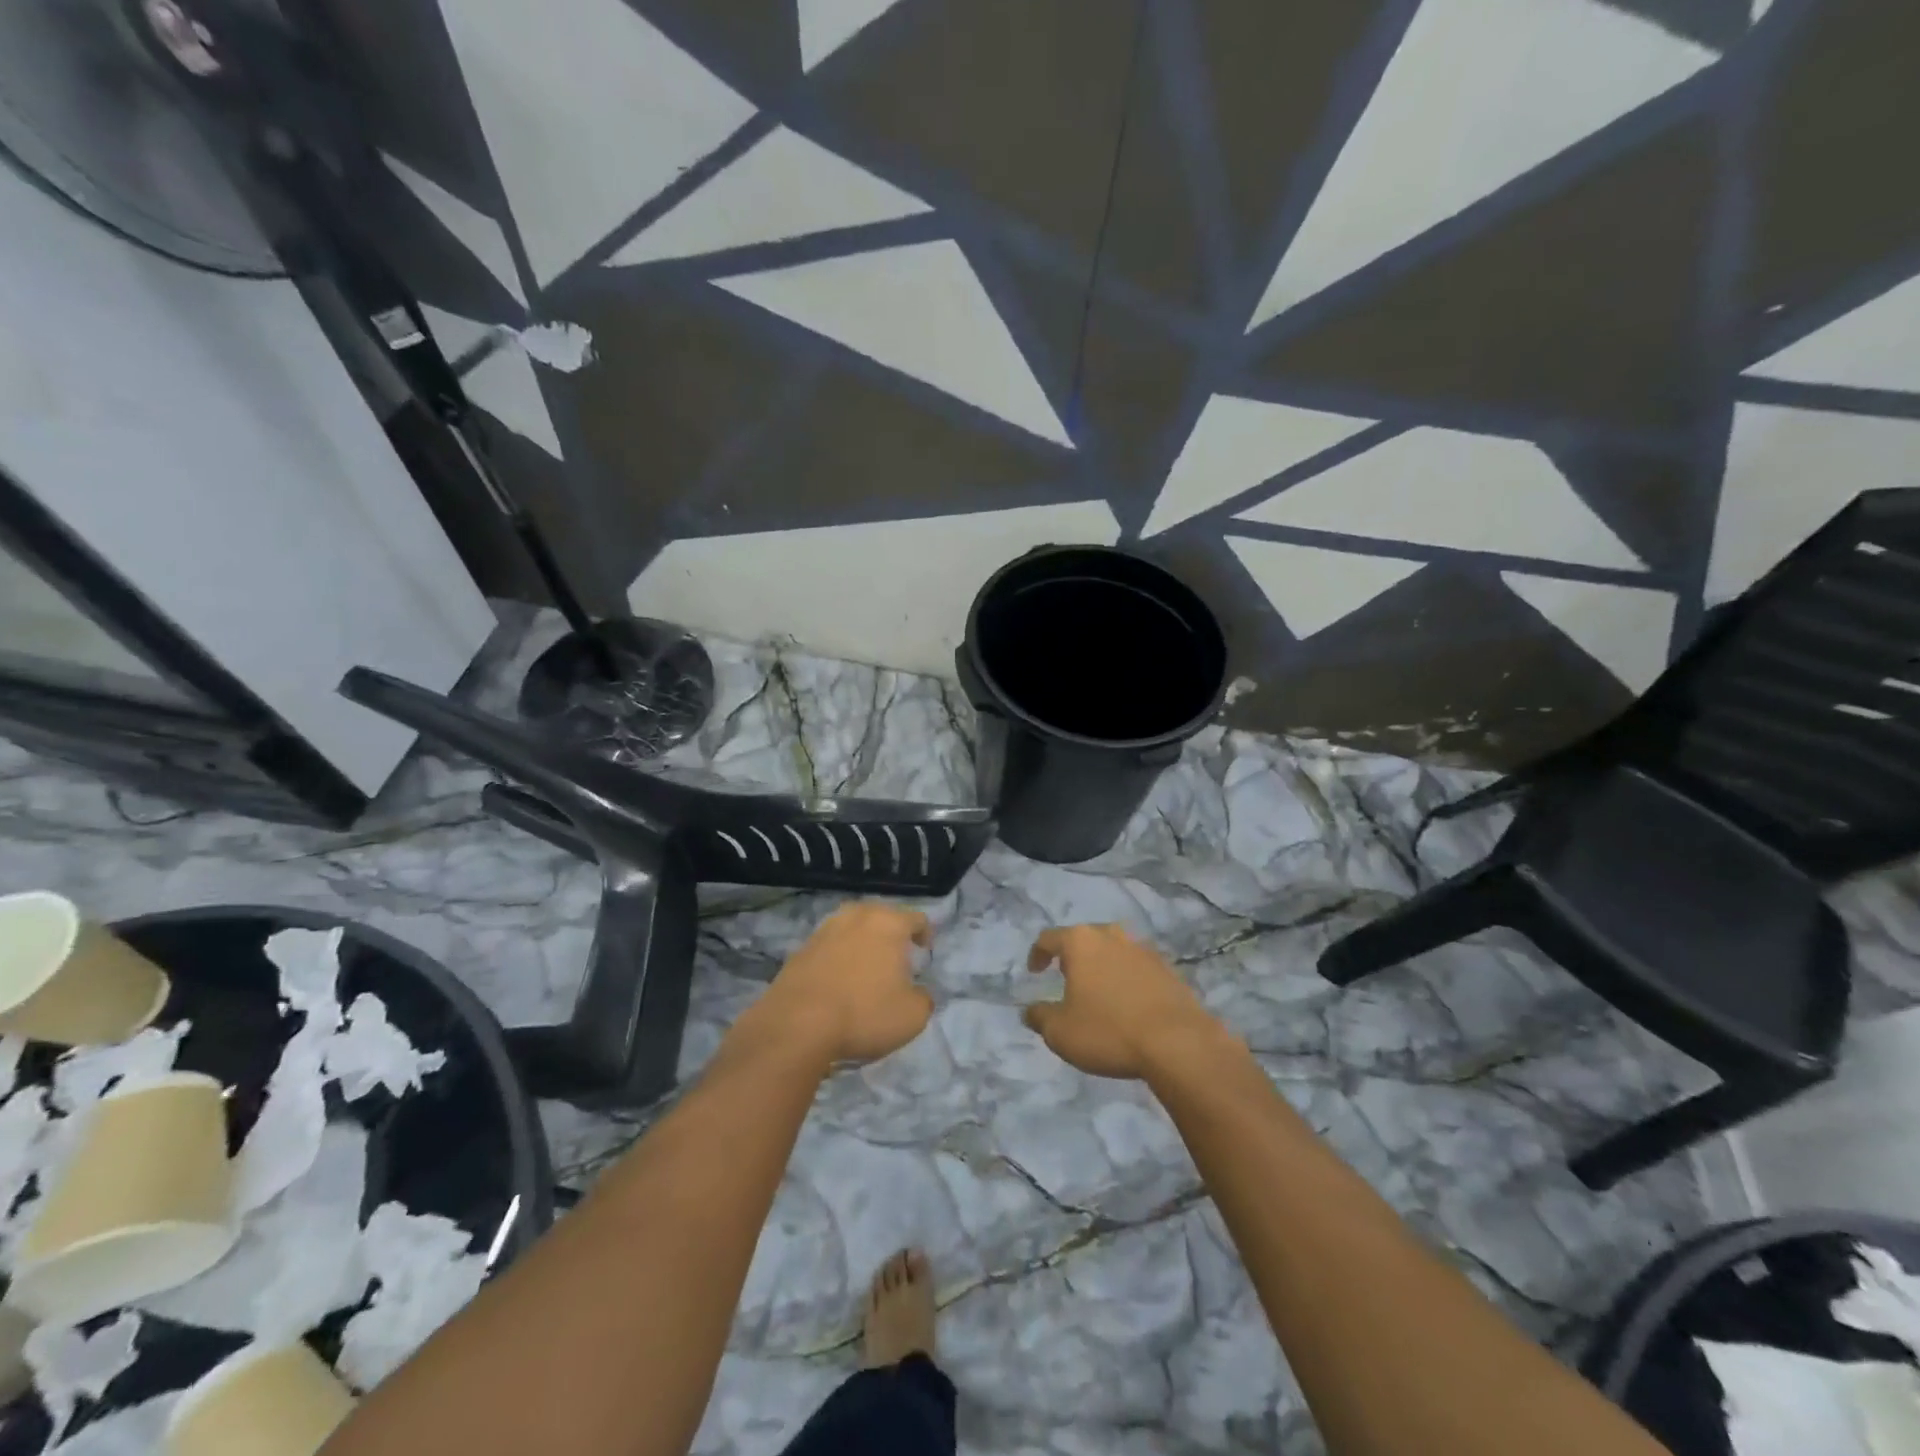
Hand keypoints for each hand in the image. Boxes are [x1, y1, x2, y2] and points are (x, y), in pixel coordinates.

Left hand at [747, 902, 933, 1065]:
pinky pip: (829, 946)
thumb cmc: (864, 1014)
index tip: (924, 951)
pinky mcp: (800, 948)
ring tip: (865, 968)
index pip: (916, 918)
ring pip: (852, 928)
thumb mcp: (912, 1016)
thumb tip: (919, 993)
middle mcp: (857, 916)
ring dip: (862, 943)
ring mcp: (825, 930)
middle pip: (881, 917)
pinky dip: (838, 958)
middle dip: (891, 934)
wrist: (797, 1024)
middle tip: (896, 958)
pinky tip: (838, 981)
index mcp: (888, 923)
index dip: (925, 934)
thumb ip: (924, 999)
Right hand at [1023, 924, 1224, 1080]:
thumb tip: (1030, 1010)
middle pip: (1084, 938)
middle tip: (1066, 978)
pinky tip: (1128, 1003)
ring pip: (1113, 950)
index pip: (1049, 938)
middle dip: (1072, 956)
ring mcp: (1143, 949)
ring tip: (1098, 990)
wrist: (1177, 1042)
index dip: (1037, 954)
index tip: (1034, 972)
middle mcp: (1111, 936)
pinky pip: (1137, 967)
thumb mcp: (1060, 1032)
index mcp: (1081, 942)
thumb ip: (1039, 1017)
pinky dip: (1127, 979)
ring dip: (1102, 965)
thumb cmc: (1108, 1030)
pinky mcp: (1168, 968)